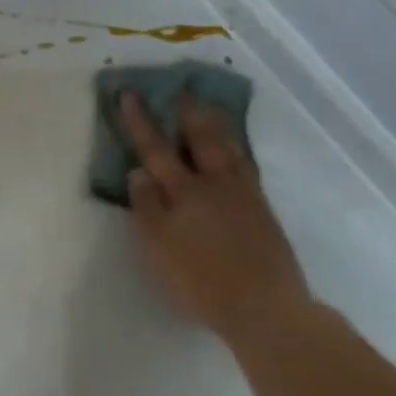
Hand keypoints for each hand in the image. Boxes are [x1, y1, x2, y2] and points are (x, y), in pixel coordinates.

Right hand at [120, 92, 310, 337]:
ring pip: (228, 148)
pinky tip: (234, 150)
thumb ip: (146, 206)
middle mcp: (214, 184)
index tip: (130, 94)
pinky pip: (245, 165)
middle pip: (200, 138)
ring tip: (209, 107)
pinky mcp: (262, 211)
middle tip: (182, 88)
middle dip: (188, 112)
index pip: (156, 149)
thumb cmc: (202, 280)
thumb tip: (138, 171)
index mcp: (184, 191)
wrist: (265, 308)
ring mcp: (243, 195)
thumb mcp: (159, 247)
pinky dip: (235, 149)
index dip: (141, 122)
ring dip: (215, 124)